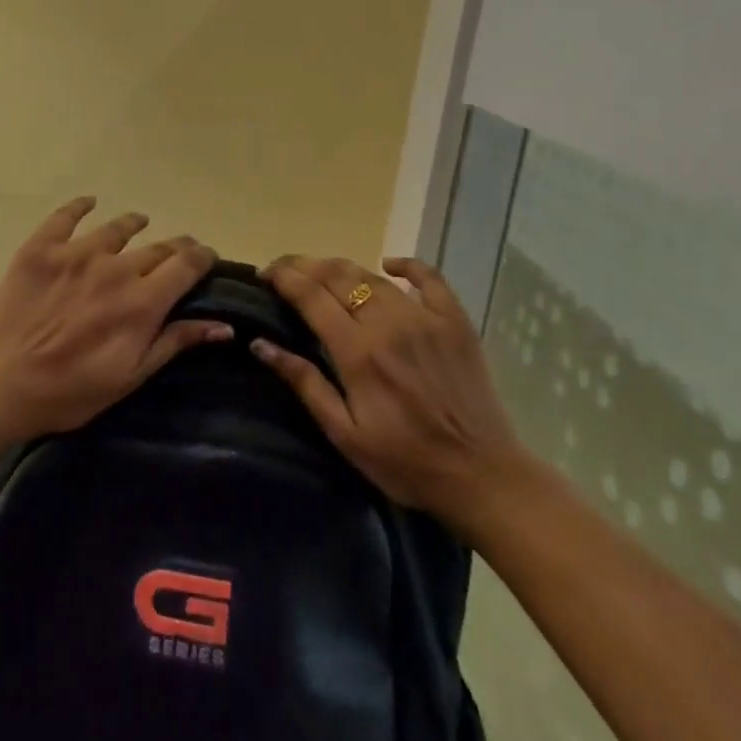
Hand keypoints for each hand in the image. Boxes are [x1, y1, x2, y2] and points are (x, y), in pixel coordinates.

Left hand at [0, 198, 228, 438]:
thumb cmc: (69, 392)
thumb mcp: (130, 377)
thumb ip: (174, 343)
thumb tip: (223, 326)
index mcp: (142, 302)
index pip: (186, 265)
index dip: (202, 257)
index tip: (206, 259)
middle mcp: (115, 268)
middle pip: (158, 247)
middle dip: (175, 248)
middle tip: (177, 253)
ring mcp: (76, 253)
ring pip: (117, 227)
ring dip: (134, 225)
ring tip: (140, 222)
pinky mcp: (41, 248)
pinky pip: (65, 216)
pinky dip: (81, 206)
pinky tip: (89, 202)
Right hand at [252, 254, 531, 534]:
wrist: (481, 475)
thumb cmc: (405, 462)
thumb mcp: (344, 434)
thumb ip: (304, 383)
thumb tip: (260, 344)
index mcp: (359, 352)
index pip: (311, 296)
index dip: (283, 278)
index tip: (264, 274)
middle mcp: (389, 324)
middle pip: (338, 276)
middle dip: (304, 266)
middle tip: (285, 269)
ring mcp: (425, 318)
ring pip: (373, 276)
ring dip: (342, 267)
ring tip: (322, 271)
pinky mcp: (455, 321)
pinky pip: (429, 278)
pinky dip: (406, 265)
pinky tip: (389, 264)